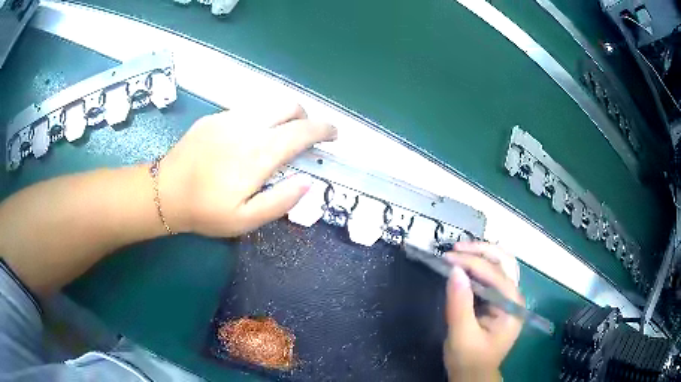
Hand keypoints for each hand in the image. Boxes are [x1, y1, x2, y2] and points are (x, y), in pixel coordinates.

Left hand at [159, 103, 336, 236]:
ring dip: (283, 116)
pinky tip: (247, 138)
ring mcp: (229, 118)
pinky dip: (261, 118)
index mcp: (258, 154)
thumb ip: (280, 200)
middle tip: (304, 137)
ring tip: (278, 136)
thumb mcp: (245, 220)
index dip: (324, 129)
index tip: (334, 134)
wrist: (165, 192)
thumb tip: (307, 182)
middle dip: (305, 117)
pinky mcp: (214, 117)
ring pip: (268, 104)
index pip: (302, 131)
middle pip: (289, 106)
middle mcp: (247, 127)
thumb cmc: (205, 210)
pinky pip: (247, 109)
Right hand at [443, 242, 523, 381]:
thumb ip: (460, 304)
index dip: (471, 262)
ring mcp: (508, 298)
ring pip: (501, 265)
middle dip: (481, 251)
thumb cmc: (469, 359)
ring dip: (482, 254)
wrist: (474, 375)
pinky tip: (466, 264)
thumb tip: (454, 270)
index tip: (447, 257)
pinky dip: (480, 265)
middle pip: (504, 262)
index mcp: (512, 306)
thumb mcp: (461, 335)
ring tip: (460, 251)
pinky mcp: (498, 301)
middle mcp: (514, 297)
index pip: (494, 275)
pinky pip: (493, 275)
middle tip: (455, 249)